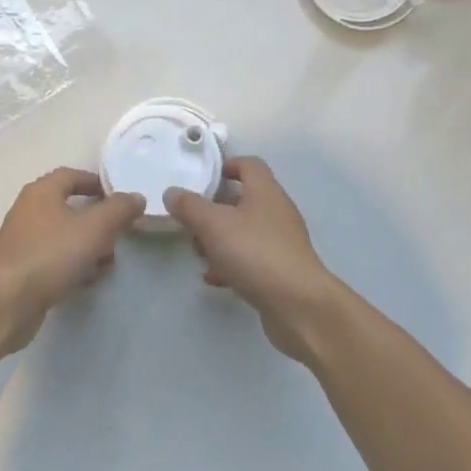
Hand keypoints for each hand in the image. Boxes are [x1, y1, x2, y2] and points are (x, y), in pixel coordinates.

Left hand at [0, 168, 144, 351]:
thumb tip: (136, 197)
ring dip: (88, 247)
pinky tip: (85, 282)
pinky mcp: (21, 269)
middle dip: (98, 223)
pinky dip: (72, 265)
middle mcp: (29, 210)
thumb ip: (119, 209)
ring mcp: (22, 241)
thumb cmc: (52, 254)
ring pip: (64, 236)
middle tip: (117, 237)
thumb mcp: (95, 227)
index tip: (120, 198)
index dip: (97, 183)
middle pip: (70, 208)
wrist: (8, 302)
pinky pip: (53, 259)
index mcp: (42, 192)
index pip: (72, 175)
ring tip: (105, 265)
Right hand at [164, 157, 343, 363]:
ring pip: (245, 231)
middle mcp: (276, 211)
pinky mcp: (281, 270)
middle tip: (192, 222)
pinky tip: (214, 278)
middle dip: (215, 210)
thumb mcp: (214, 225)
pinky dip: (231, 264)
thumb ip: (190, 206)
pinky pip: (251, 259)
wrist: (298, 305)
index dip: (227, 165)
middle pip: (243, 199)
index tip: (204, 178)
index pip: (249, 164)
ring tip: (198, 254)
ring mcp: (281, 242)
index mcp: (265, 191)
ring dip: (220, 240)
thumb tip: (172, 192)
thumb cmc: (256, 253)